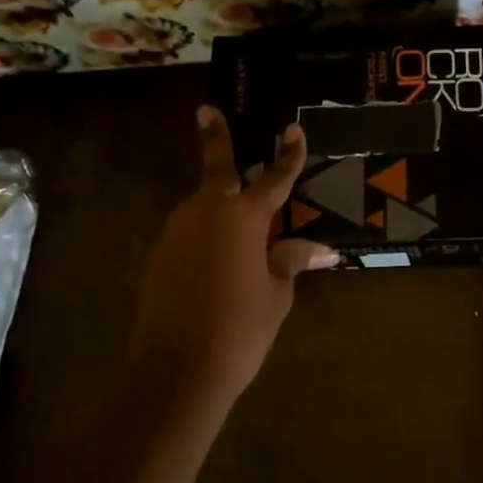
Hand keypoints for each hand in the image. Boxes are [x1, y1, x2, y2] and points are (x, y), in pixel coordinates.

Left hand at [127, 107, 337, 404]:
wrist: (177, 370)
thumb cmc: (240, 328)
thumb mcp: (277, 293)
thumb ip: (292, 261)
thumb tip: (323, 250)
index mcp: (243, 217)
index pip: (274, 178)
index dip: (287, 155)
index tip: (293, 129)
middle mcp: (206, 212)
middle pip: (217, 169)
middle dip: (215, 138)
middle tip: (207, 112)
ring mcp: (177, 232)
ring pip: (201, 203)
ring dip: (217, 199)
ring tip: (237, 213)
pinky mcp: (159, 255)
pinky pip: (189, 231)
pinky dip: (205, 231)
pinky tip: (217, 253)